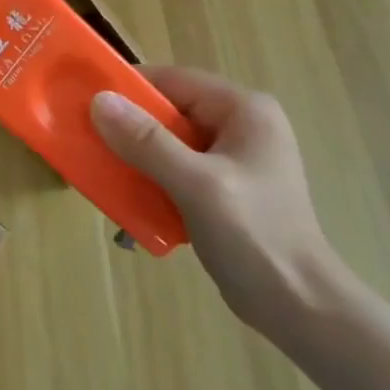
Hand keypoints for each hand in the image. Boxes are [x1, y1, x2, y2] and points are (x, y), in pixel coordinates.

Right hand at [90, 67, 344, 333]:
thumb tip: (98, 100)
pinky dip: (152, 178)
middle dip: (129, 127)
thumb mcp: (196, 184)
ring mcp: (234, 158)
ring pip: (169, 142)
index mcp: (244, 110)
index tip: (86, 103)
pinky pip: (177, 168)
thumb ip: (146, 142)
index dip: (129, 88)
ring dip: (137, 156)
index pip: (174, 80)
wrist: (302, 309)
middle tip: (90, 142)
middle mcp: (241, 125)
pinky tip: (132, 200)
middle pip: (170, 111)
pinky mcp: (226, 188)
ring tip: (104, 172)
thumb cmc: (255, 237)